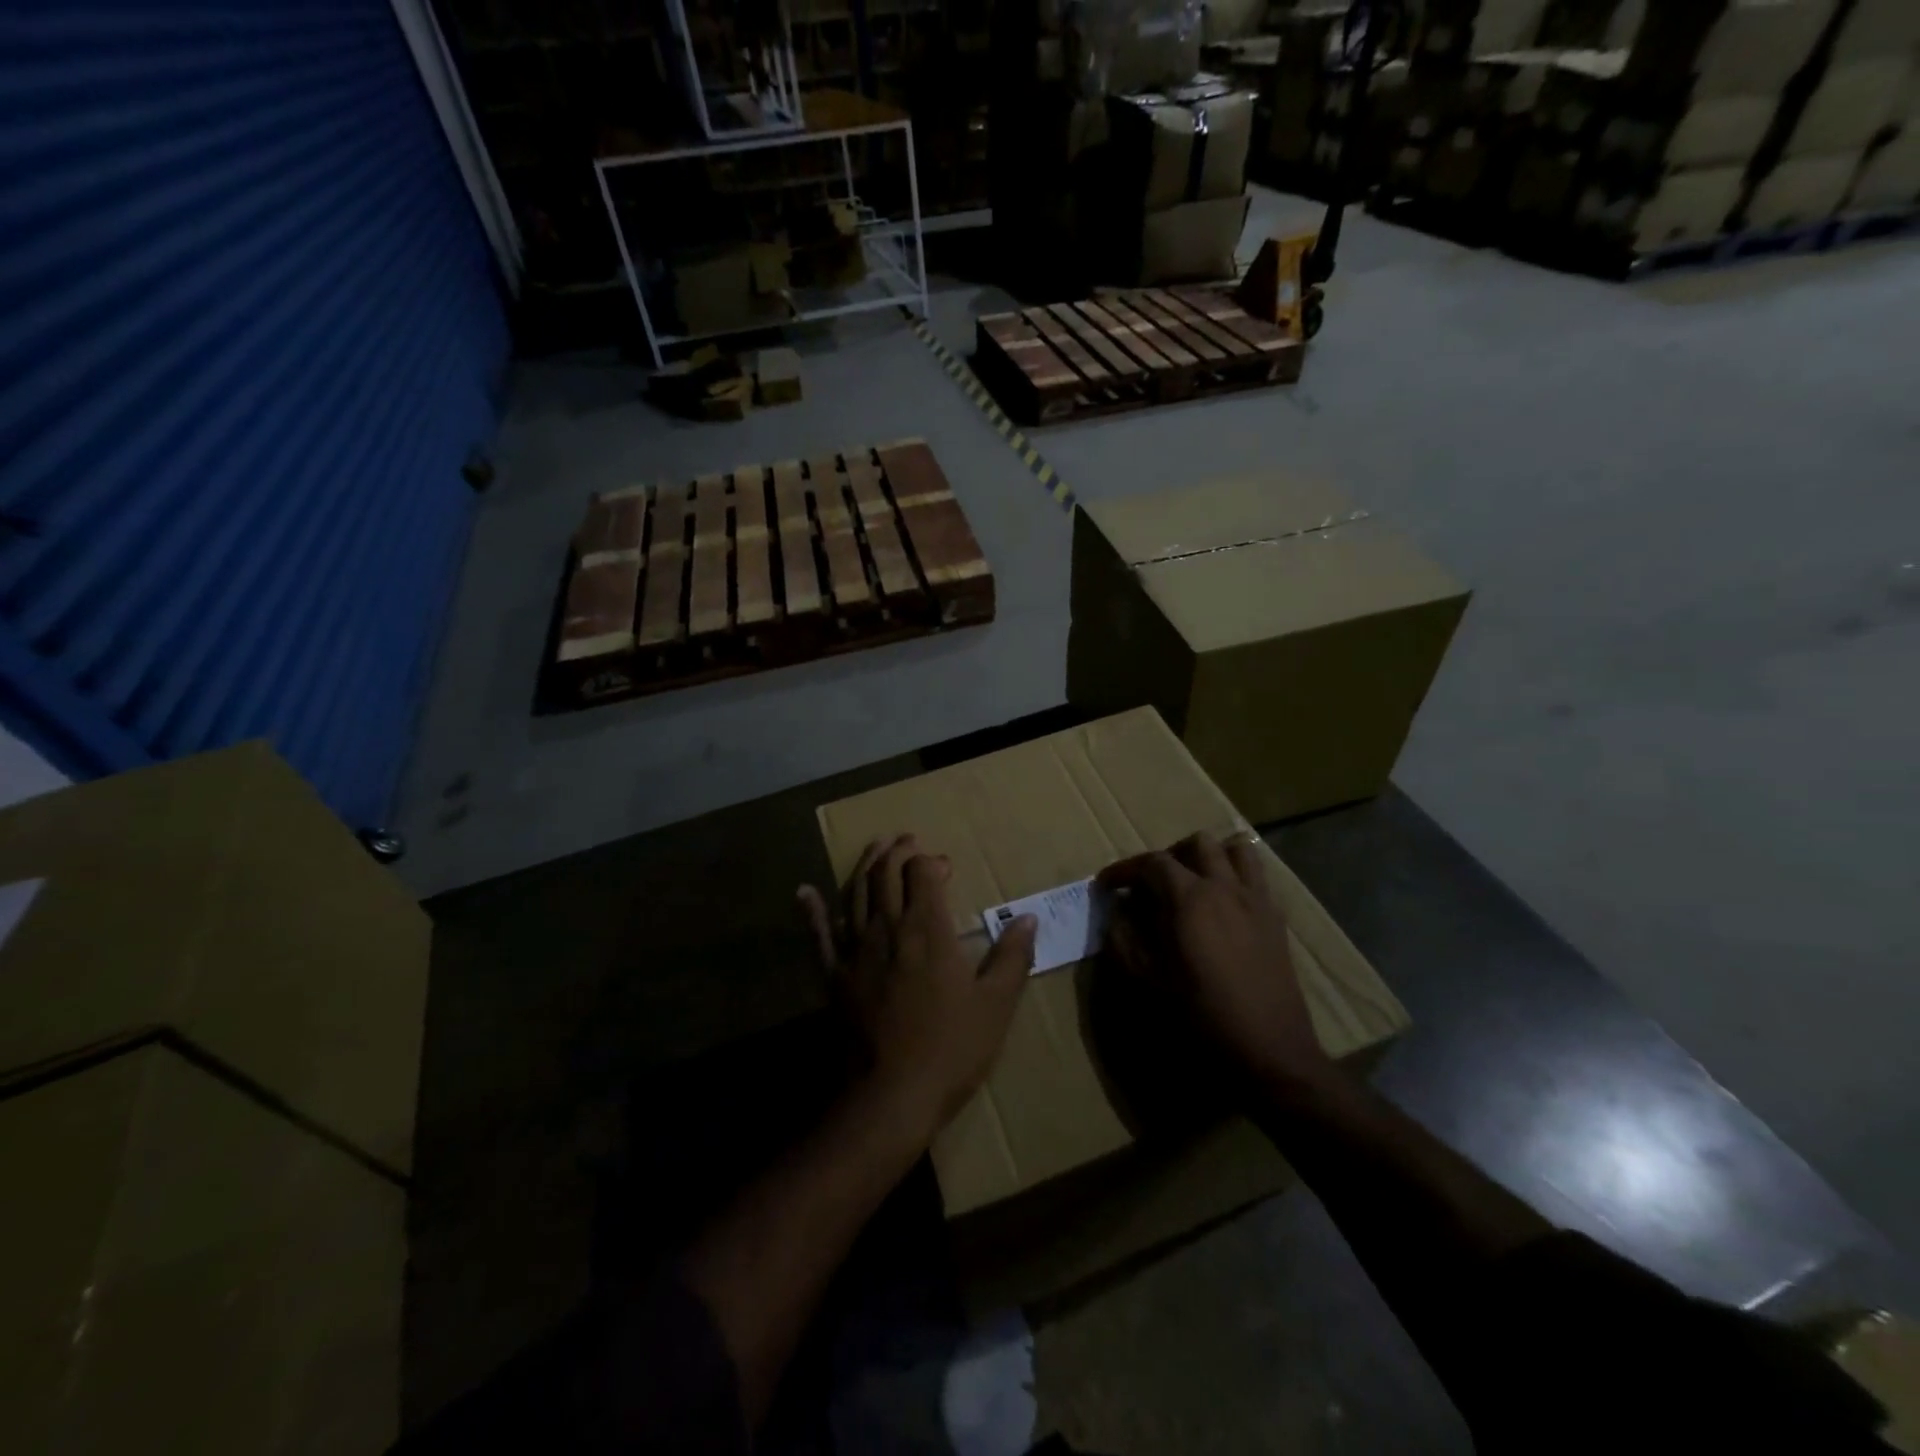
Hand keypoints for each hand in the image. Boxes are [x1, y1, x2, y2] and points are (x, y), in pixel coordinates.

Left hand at [799, 835, 1036, 1133]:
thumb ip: (1013, 957)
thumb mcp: (996, 1005)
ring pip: (854, 893)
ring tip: (875, 847)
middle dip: (897, 852)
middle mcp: (888, 928)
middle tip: (907, 840)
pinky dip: (811, 911)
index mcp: (928, 929)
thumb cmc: (951, 1049)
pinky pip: (819, 935)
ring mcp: (855, 950)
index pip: (922, 874)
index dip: (930, 862)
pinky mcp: (834, 976)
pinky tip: (803, 892)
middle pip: (886, 874)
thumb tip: (1029, 917)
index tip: (943, 866)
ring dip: (865, 865)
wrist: (891, 1096)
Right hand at [1098, 832, 1334, 1089]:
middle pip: (1197, 844)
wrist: (1270, 1051)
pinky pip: (1257, 876)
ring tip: (1193, 882)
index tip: (1106, 885)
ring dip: (1210, 857)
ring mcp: (1257, 900)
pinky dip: (1236, 875)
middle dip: (1169, 856)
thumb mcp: (1149, 980)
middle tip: (1152, 885)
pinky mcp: (1276, 918)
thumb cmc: (1202, 1016)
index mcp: (1190, 899)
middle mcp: (1225, 887)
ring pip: (1236, 849)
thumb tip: (1117, 911)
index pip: (1152, 863)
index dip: (1124, 869)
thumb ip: (1125, 938)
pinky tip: (1223, 905)